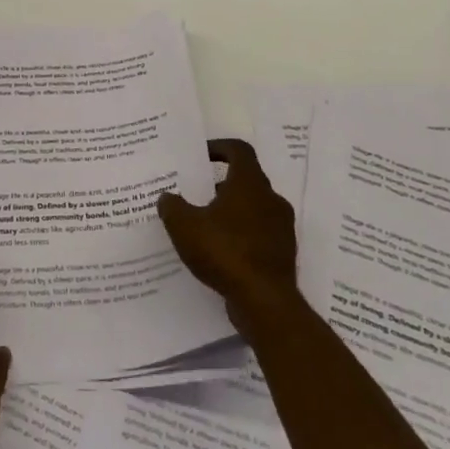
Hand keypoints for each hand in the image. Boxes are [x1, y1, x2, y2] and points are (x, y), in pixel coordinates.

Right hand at [158, 139, 301, 332]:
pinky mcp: (282, 252)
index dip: (219, 147)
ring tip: (202, 223)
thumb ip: (172, 206)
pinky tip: (217, 250)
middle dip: (218, 183)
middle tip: (194, 192)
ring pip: (252, 208)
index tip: (200, 155)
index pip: (239, 150)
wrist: (265, 301)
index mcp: (249, 184)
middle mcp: (271, 200)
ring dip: (229, 211)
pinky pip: (257, 233)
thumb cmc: (225, 252)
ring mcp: (281, 227)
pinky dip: (238, 234)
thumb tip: (167, 197)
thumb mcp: (184, 226)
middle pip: (245, 180)